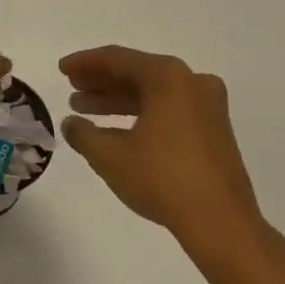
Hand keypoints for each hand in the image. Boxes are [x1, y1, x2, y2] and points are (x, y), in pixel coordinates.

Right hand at [59, 45, 266, 263]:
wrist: (222, 224)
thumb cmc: (162, 178)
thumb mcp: (110, 155)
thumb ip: (83, 133)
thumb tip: (71, 124)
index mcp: (167, 77)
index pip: (117, 59)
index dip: (84, 63)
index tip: (62, 69)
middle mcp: (191, 82)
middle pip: (137, 72)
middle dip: (101, 81)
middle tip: (72, 88)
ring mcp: (208, 107)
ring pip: (153, 93)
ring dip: (118, 99)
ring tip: (85, 110)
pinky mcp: (214, 131)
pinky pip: (169, 109)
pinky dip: (141, 114)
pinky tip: (116, 130)